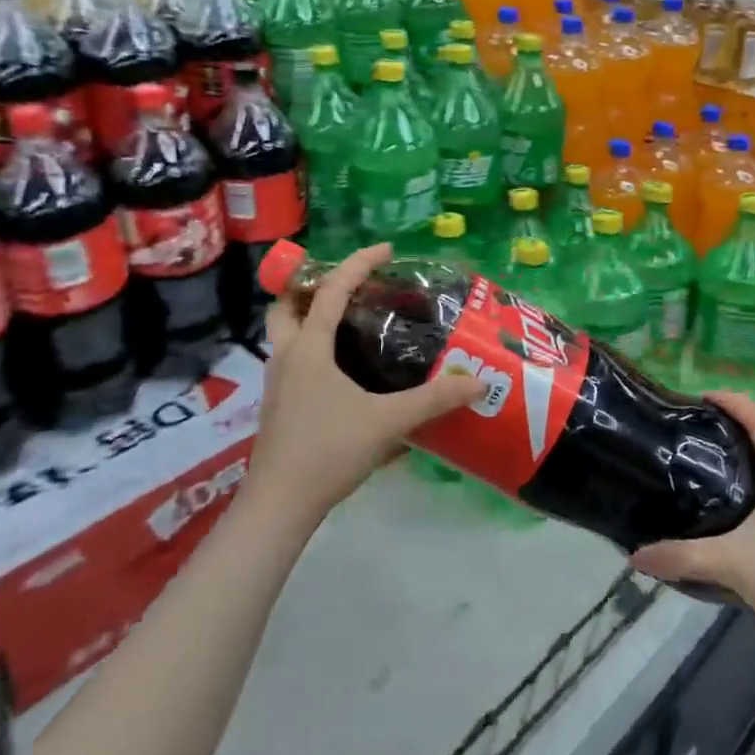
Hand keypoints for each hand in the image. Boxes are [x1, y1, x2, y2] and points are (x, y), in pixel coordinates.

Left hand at [250, 243, 486, 528]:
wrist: (279, 505)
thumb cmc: (328, 451)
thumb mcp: (386, 422)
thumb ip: (433, 401)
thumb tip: (478, 382)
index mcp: (308, 347)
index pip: (332, 290)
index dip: (358, 263)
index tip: (386, 249)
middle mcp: (286, 356)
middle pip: (287, 303)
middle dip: (312, 284)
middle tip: (349, 285)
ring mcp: (277, 381)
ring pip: (286, 332)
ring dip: (309, 315)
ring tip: (348, 319)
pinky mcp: (278, 404)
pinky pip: (292, 358)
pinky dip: (311, 346)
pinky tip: (341, 369)